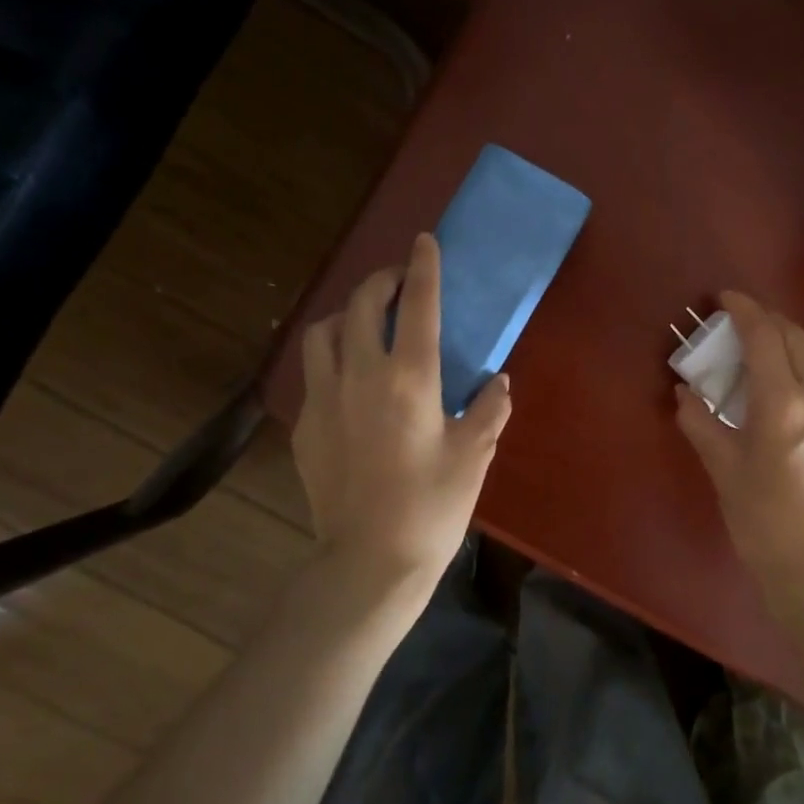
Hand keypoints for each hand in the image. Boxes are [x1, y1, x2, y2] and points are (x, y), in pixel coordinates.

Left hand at [291, 233, 511, 600]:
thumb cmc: (432, 508)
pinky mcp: (305, 426)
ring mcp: (324, 399)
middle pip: (361, 305)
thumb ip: (489, 409)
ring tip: (368, 324)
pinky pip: (314, 373)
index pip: (417, 306)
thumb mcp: (473, 456)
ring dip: (347, 315)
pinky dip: (333, 358)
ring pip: (323, 331)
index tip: (424, 242)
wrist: (368, 562)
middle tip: (399, 282)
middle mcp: (359, 376)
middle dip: (380, 281)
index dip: (422, 268)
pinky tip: (351, 381)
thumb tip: (497, 381)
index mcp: (409, 380)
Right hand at [675, 292, 803, 610]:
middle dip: (768, 321)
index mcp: (784, 403)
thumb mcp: (722, 467)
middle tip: (741, 324)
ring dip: (795, 342)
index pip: (765, 336)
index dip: (744, 310)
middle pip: (797, 337)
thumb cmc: (760, 518)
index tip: (725, 298)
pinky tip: (800, 388)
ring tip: (770, 350)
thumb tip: (683, 393)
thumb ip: (701, 421)